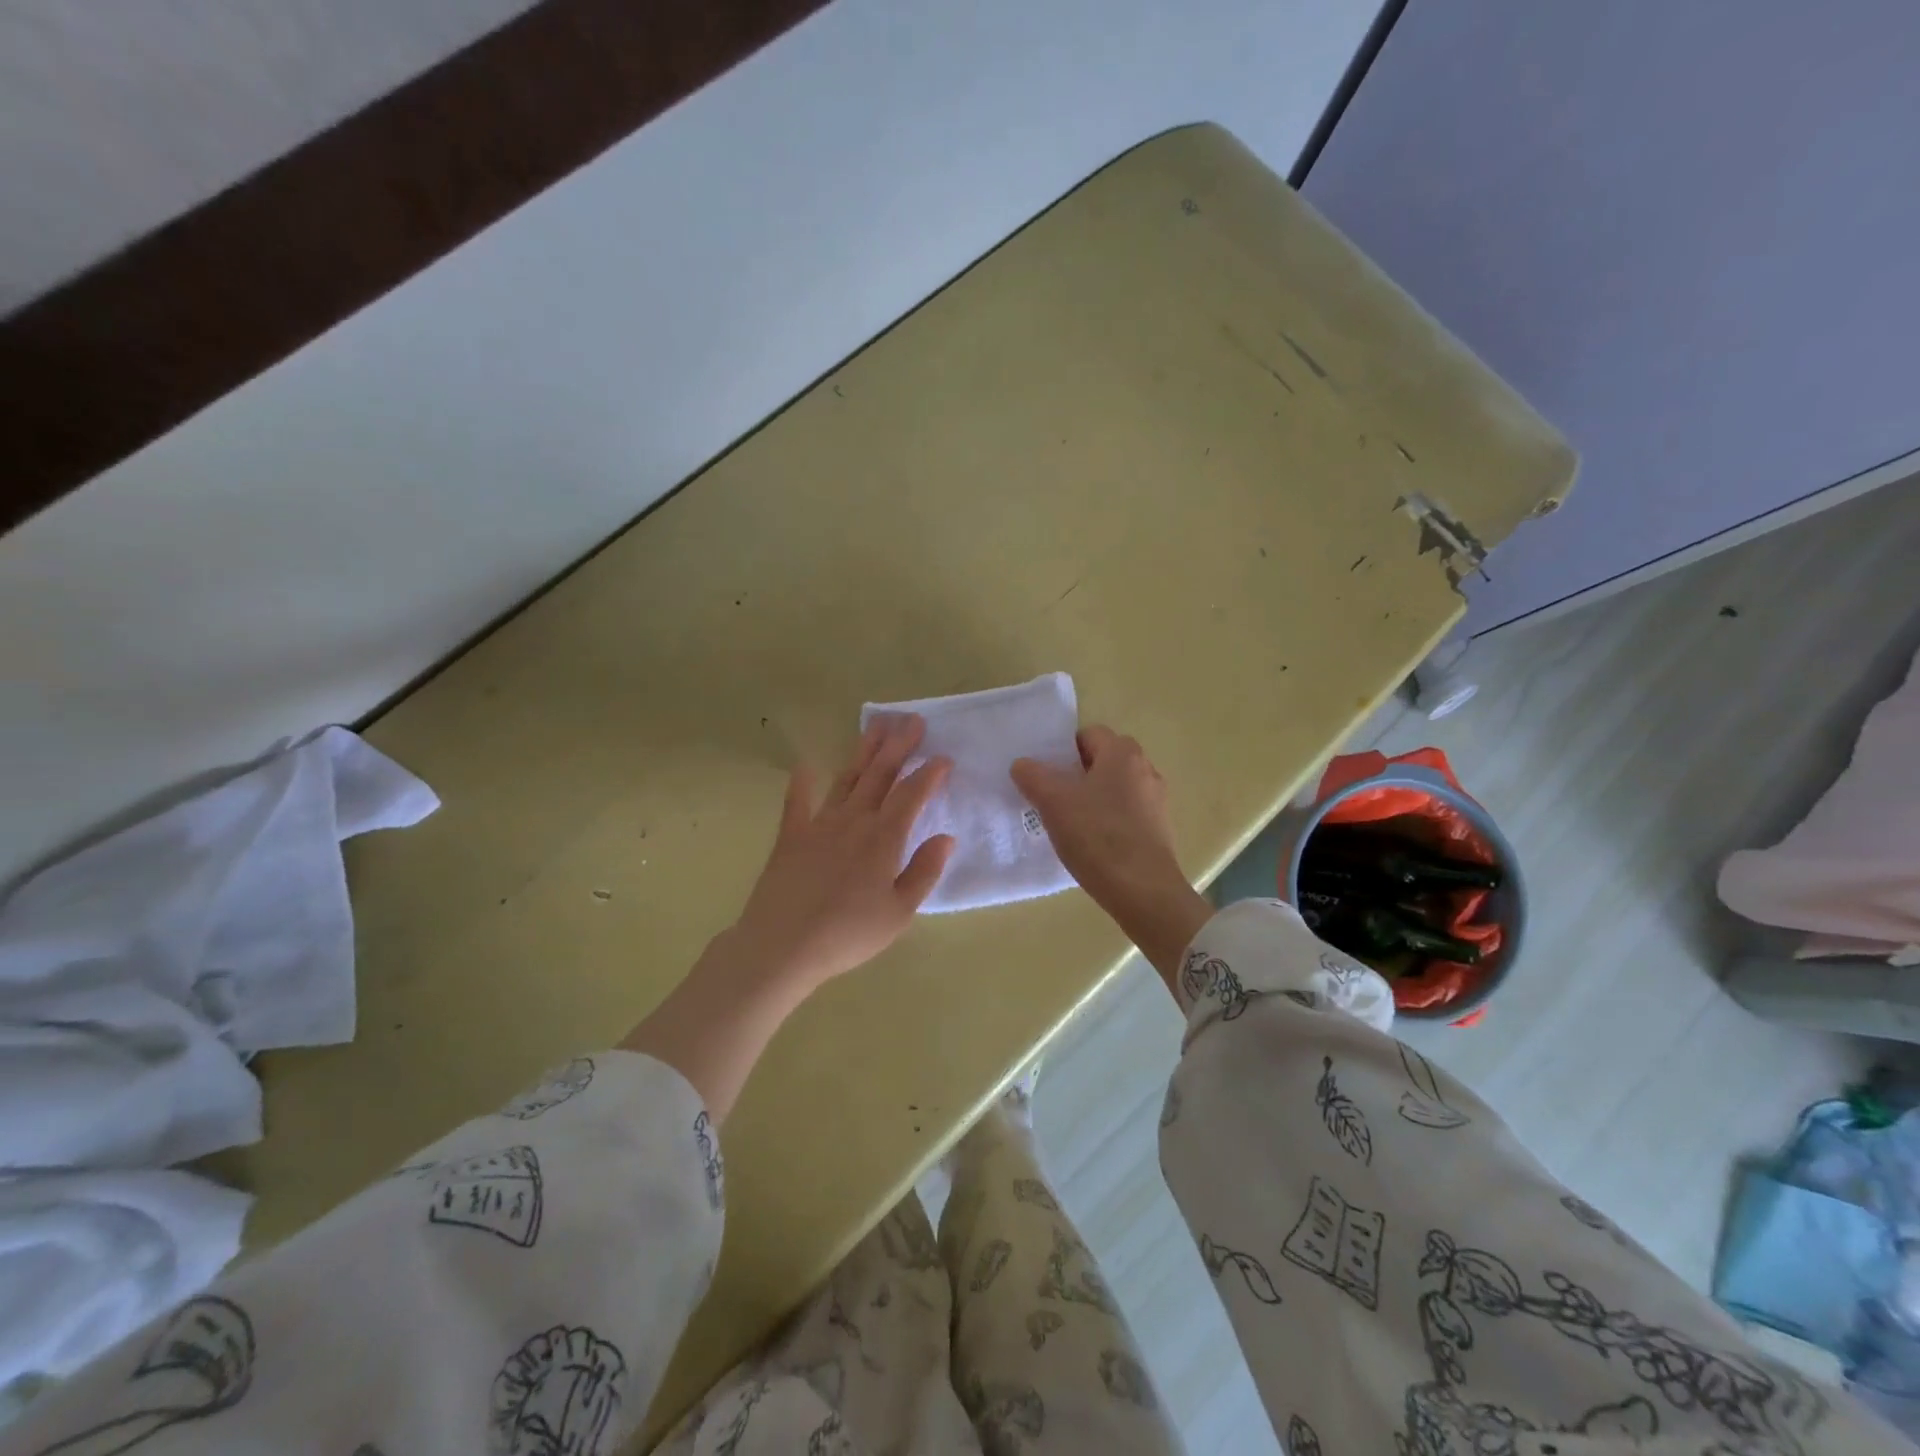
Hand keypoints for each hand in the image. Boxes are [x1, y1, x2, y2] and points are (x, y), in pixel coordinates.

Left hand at [621, 715, 953, 1121]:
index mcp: (884, 838)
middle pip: (880, 775)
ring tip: (876, 727)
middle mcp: (854, 820)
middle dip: (899, 746)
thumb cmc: (848, 934)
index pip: (912, 795)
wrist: (782, 946)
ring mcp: (820, 824)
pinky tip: (805, 765)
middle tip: (912, 720)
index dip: (930, 774)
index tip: (944, 757)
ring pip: (847, 779)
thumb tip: (946, 837)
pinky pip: (797, 802)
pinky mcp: (791, 836)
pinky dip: (801, 782)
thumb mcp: (899, 912)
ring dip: (863, 752)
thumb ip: (924, 871)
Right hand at [1011, 725, 1211, 987]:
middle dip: (1075, 775)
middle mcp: (1145, 769)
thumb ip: (1033, 776)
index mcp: (1123, 753)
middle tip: (1051, 799)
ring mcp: (1156, 801)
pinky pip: (1126, 813)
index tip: (1045, 777)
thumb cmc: (1097, 837)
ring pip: (1114, 788)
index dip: (1062, 751)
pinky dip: (1107, 821)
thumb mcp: (1053, 803)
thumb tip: (1022, 764)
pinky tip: (1091, 844)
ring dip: (1091, 799)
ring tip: (1068, 824)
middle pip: (1102, 761)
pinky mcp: (1159, 830)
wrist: (1143, 891)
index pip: (1087, 735)